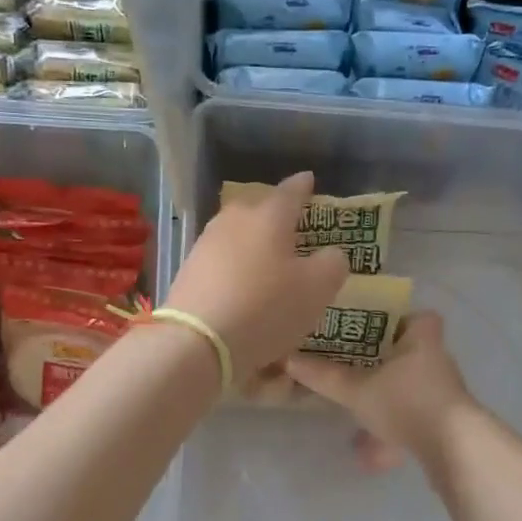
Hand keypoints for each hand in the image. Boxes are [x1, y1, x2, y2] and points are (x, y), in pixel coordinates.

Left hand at [165, 172, 349, 378]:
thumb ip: (332, 264)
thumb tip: (331, 254)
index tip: (309, 179)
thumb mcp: (317, 289)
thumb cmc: (266, 308)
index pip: (291, 191)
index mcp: (269, 216)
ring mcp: (206, 244)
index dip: (303, 186)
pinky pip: (222, 261)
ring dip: (254, 244)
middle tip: (291, 225)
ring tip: (268, 260)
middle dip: (275, 214)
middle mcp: (235, 221)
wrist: (197, 341)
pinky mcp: (189, 271)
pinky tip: (243, 288)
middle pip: (258, 209)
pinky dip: (236, 269)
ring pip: (238, 235)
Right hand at [285, 311, 475, 471]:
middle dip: (385, 360)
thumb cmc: (406, 401)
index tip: (371, 327)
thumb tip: (288, 360)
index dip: (398, 319)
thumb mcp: (357, 389)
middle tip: (353, 364)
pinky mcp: (445, 421)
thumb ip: (325, 376)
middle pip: (410, 352)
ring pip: (411, 387)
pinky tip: (372, 452)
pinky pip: (414, 416)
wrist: (453, 448)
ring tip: (357, 406)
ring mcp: (444, 392)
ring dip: (388, 396)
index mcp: (422, 338)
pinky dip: (394, 427)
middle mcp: (437, 359)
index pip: (418, 315)